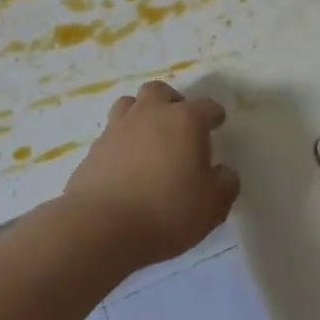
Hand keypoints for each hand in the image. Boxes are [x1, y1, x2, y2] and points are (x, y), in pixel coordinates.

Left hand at [65, 81, 239, 268]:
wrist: (102, 227)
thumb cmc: (167, 211)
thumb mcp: (214, 205)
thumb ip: (225, 183)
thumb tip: (222, 171)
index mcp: (185, 120)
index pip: (206, 106)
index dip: (214, 115)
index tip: (217, 124)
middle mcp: (150, 114)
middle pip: (160, 91)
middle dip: (172, 102)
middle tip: (179, 125)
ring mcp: (117, 128)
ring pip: (129, 104)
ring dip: (142, 114)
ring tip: (149, 137)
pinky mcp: (94, 149)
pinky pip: (111, 134)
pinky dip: (121, 142)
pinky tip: (126, 164)